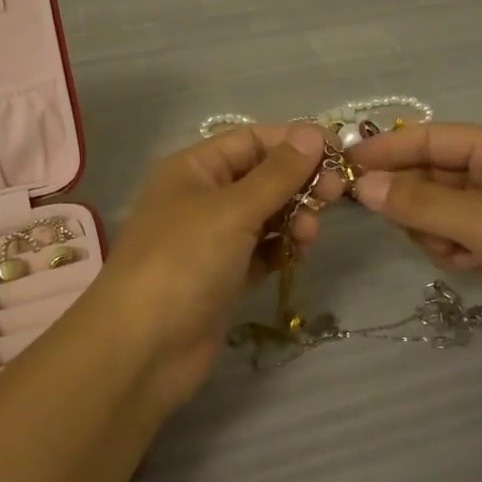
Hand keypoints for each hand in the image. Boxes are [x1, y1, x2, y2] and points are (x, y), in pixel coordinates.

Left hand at [88, 122, 343, 407]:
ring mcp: (212, 240)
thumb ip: (278, 173)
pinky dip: (282, 248)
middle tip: (337, 195)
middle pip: (262, 177)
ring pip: (266, 215)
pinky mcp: (223, 277)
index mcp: (194, 169)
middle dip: (299, 181)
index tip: (339, 152)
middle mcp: (202, 198)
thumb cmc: (183, 262)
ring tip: (309, 235)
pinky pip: (262, 251)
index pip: (252, 140)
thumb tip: (313, 132)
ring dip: (294, 217)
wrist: (142, 349)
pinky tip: (298, 254)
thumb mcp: (233, 209)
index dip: (294, 142)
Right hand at [350, 124, 481, 389]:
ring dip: (429, 227)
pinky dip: (447, 248)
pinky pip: (450, 236)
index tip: (341, 161)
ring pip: (435, 208)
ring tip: (448, 248)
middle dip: (406, 193)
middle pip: (429, 173)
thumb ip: (419, 203)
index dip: (386, 148)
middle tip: (369, 210)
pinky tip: (463, 264)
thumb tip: (361, 185)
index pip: (430, 138)